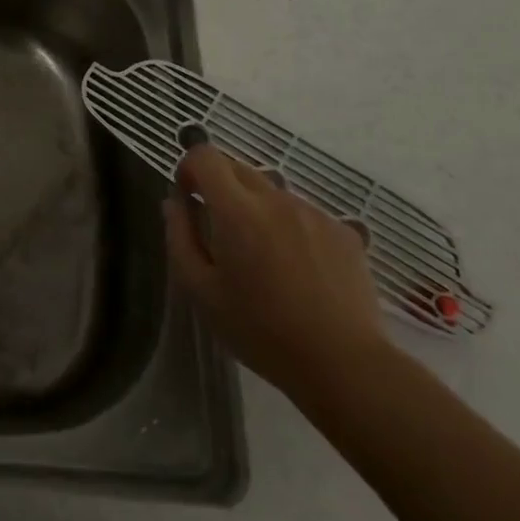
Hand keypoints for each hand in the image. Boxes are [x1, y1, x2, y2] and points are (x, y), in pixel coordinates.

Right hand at [163, 143, 386, 401]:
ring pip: (272, 192)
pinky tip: (298, 270)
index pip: (205, 156)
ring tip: (263, 257)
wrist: (344, 364)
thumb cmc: (261, 330)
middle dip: (220, 187)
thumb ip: (180, 238)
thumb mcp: (201, 291)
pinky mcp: (344, 232)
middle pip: (238, 168)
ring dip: (256, 209)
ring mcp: (314, 213)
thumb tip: (174, 202)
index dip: (189, 168)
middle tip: (220, 231)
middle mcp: (276, 199)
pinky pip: (304, 214)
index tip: (188, 198)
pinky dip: (290, 227)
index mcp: (237, 210)